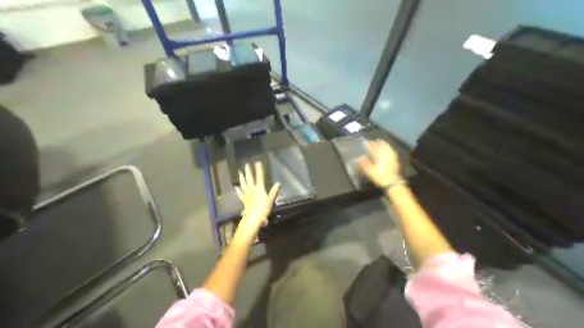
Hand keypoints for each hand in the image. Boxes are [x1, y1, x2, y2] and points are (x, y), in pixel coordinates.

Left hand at [233, 162, 280, 241]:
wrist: (254, 218)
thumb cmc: (263, 209)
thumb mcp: (270, 200)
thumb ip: (274, 191)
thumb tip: (278, 183)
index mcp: (259, 189)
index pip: (259, 177)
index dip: (258, 169)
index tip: (257, 162)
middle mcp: (252, 189)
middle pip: (249, 179)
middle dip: (248, 171)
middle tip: (246, 165)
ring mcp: (246, 194)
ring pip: (243, 184)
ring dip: (241, 178)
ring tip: (239, 172)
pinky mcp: (243, 199)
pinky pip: (240, 193)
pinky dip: (238, 189)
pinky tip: (235, 186)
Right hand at [361, 140, 402, 187]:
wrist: (392, 183)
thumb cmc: (380, 176)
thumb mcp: (370, 171)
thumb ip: (365, 164)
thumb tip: (360, 158)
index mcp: (380, 157)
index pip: (374, 148)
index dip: (370, 145)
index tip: (366, 142)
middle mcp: (386, 155)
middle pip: (382, 147)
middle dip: (377, 143)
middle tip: (373, 141)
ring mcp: (392, 158)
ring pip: (387, 148)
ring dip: (383, 145)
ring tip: (380, 142)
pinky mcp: (395, 161)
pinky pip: (391, 152)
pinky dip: (389, 149)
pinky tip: (388, 150)